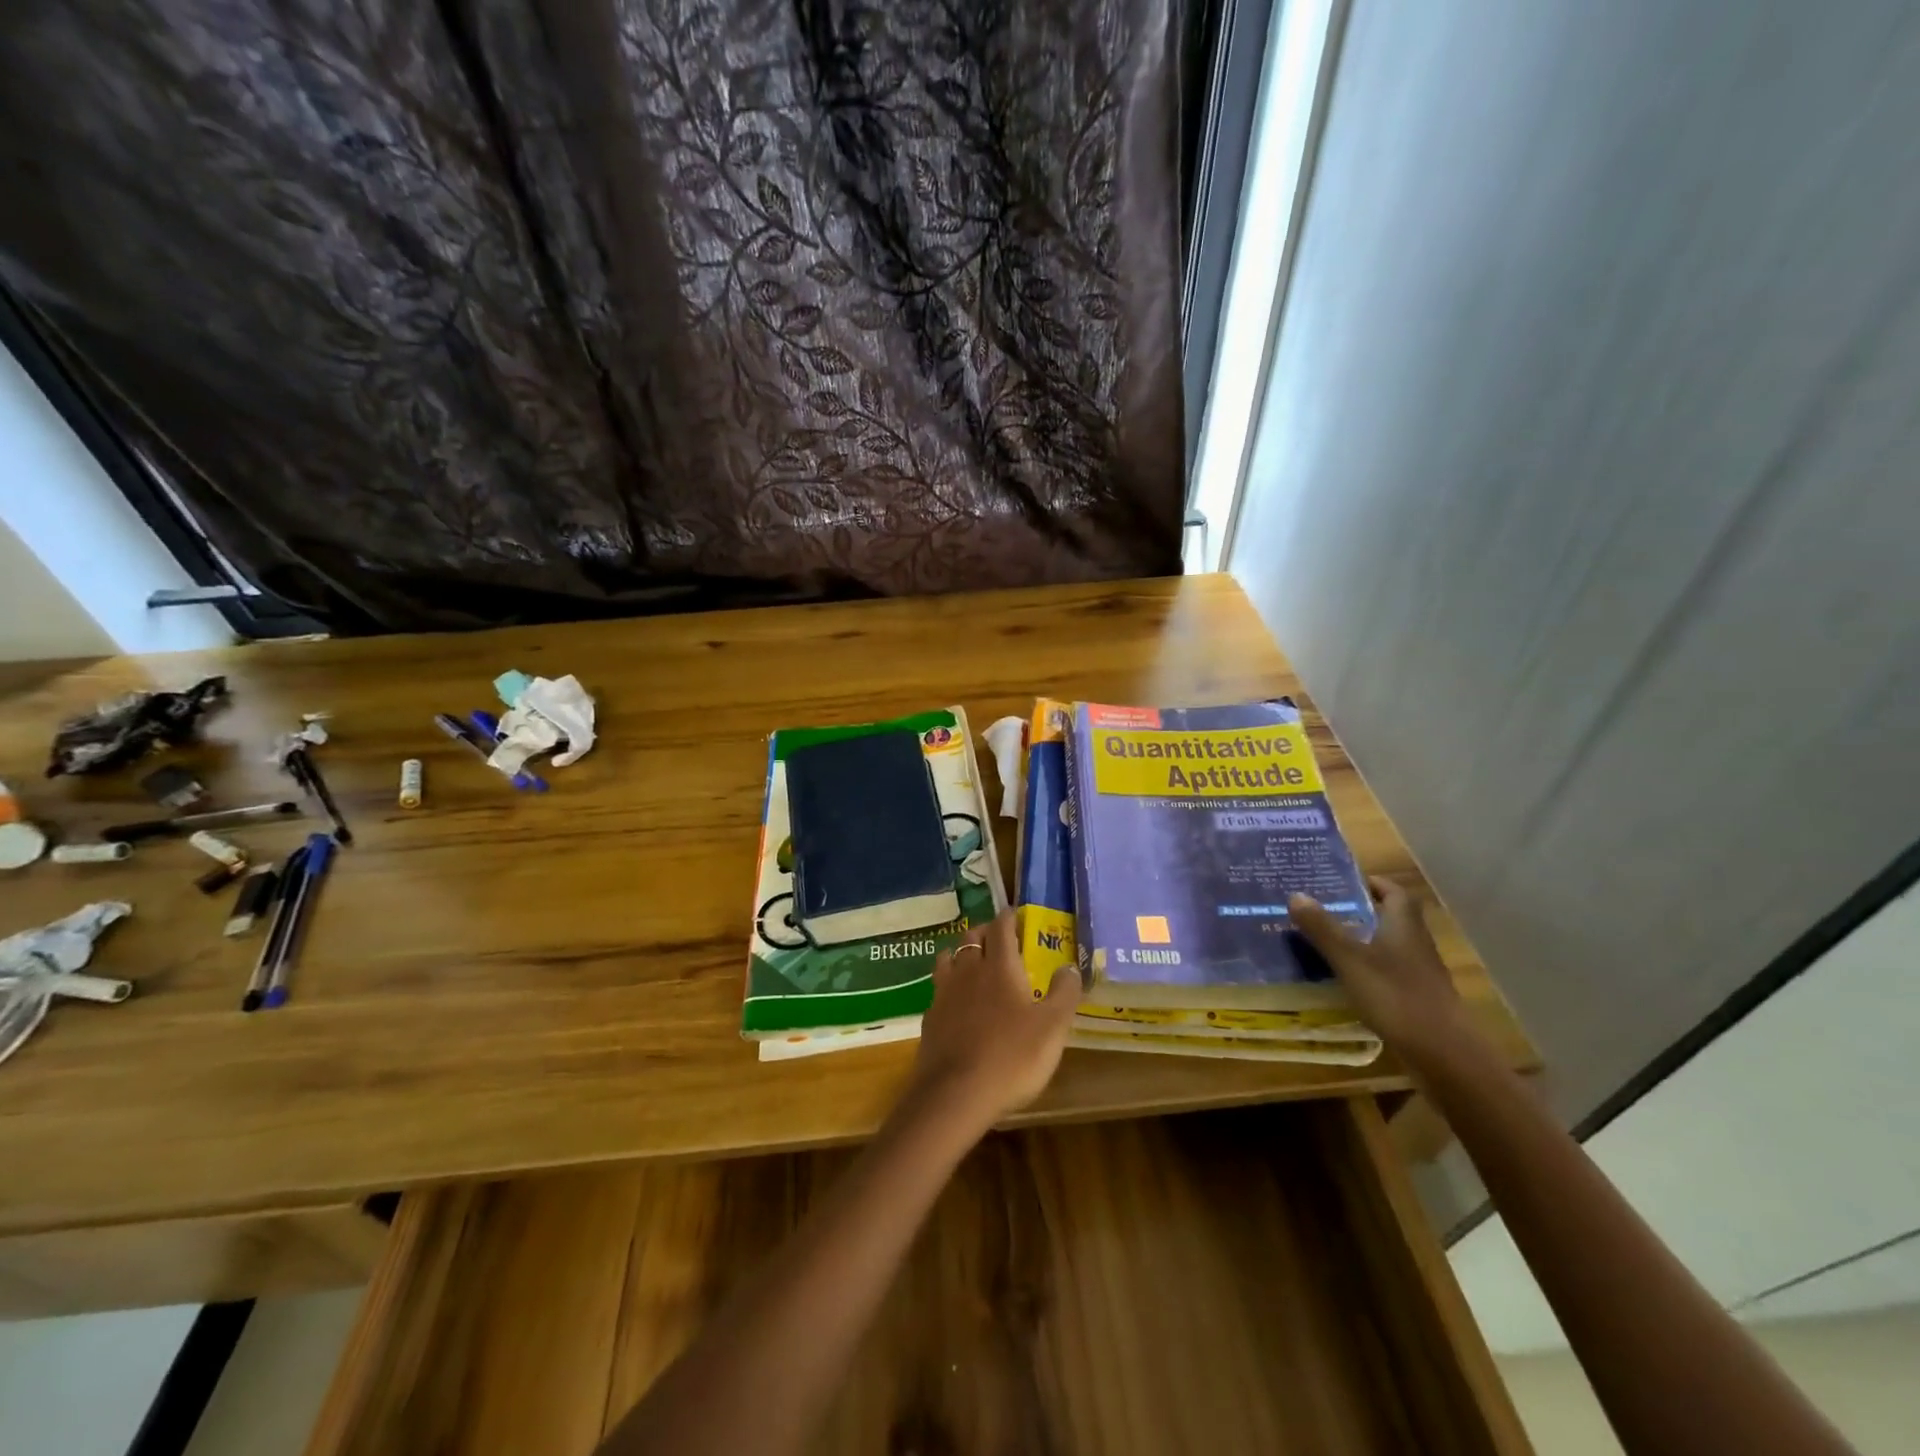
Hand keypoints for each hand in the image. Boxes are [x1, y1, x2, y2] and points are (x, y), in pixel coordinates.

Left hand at [908, 909, 1079, 1131]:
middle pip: (972, 937)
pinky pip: (939, 988)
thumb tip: (1070, 966)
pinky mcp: (930, 1018)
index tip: (1016, 913)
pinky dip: (949, 983)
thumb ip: (1064, 993)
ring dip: (962, 953)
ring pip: (949, 958)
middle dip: (986, 931)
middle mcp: (968, 971)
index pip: (1002, 928)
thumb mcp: (1052, 1027)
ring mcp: (945, 993)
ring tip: (973, 960)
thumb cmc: (1012, 1056)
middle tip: (999, 937)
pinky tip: (956, 999)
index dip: (1009, 917)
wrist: (955, 1094)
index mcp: (1000, 967)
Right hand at [1288, 877, 1476, 1067]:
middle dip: (1363, 910)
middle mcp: (1416, 943)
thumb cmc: (1395, 996)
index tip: (1345, 882)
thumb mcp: (1350, 960)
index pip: (1394, 891)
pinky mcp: (1418, 997)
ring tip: (1329, 941)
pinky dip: (1371, 967)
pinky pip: (1391, 971)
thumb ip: (1323, 928)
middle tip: (1327, 909)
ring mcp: (1420, 972)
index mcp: (1404, 925)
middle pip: (1392, 917)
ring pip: (1391, 945)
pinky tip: (1348, 978)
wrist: (1443, 1053)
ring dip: (1365, 939)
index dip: (1373, 882)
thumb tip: (1296, 894)